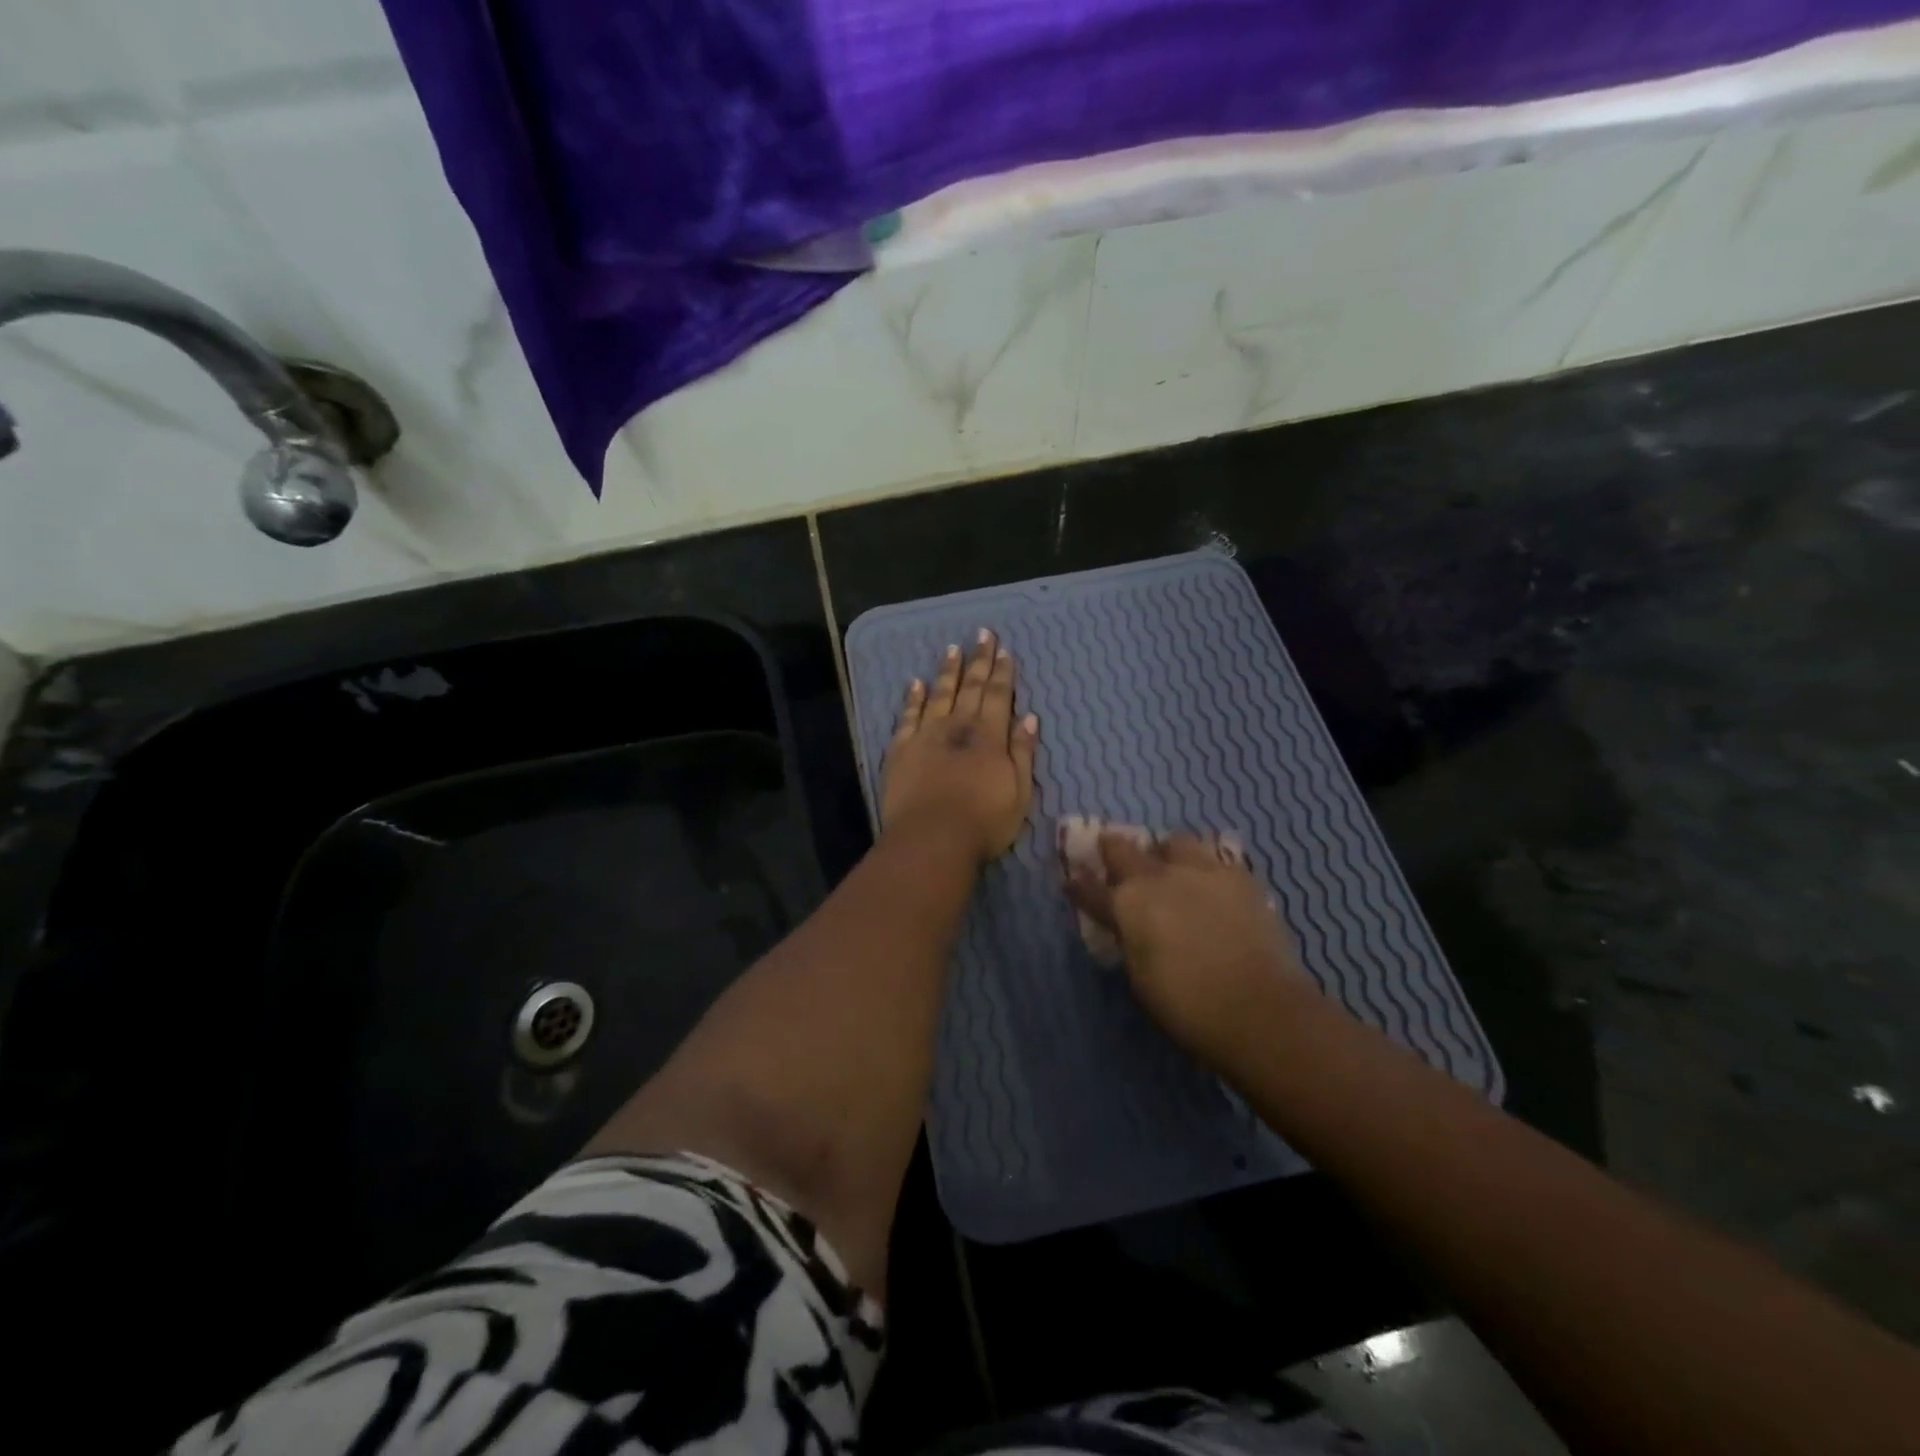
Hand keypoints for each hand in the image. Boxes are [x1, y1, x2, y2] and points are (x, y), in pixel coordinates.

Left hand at [882, 630, 1038, 863]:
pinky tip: (915, 683)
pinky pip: (908, 716)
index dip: (1002, 672)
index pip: (998, 696)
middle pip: (970, 687)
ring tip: (951, 649)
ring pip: (939, 694)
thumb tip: (1029, 718)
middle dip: (978, 660)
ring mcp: (926, 735)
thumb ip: (1023, 753)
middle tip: (982, 634)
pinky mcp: (901, 749)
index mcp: (989, 737)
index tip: (1004, 650)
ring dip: (947, 671)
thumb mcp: (1019, 793)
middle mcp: (958, 727)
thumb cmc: (983, 822)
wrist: (931, 839)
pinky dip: (913, 697)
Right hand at [1065, 831, 1312, 1061]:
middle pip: (1124, 849)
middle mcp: (1158, 877)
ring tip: (1169, 864)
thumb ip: (1131, 940)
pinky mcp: (1239, 876)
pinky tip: (1211, 883)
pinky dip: (1206, 868)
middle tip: (1112, 851)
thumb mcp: (1141, 976)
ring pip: (1174, 842)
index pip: (1091, 888)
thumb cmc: (1187, 1005)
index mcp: (1127, 904)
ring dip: (1165, 852)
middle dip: (1113, 849)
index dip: (1079, 885)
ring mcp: (1201, 871)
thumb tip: (1130, 927)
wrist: (1259, 1007)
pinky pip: (1215, 860)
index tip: (1072, 879)